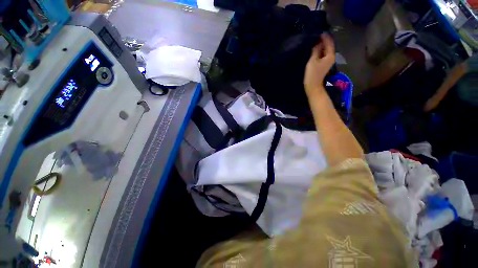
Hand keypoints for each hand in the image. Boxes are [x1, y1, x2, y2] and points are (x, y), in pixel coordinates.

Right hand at [304, 33, 334, 95]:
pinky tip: (315, 50)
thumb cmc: (312, 74)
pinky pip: (323, 55)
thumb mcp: (313, 61)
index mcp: (330, 55)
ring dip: (321, 46)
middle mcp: (331, 57)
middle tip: (316, 35)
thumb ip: (316, 50)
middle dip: (323, 40)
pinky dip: (320, 51)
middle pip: (328, 46)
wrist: (313, 86)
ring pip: (326, 50)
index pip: (329, 42)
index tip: (319, 31)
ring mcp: (328, 61)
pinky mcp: (324, 65)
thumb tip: (318, 42)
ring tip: (315, 41)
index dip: (324, 36)